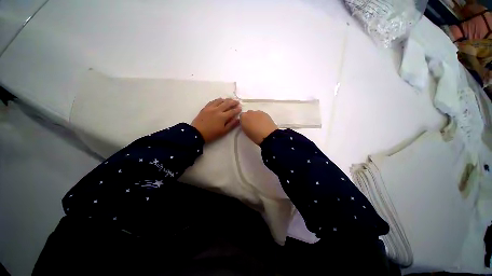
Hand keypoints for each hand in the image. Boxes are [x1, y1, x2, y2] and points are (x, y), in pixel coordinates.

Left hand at [191, 98, 241, 142]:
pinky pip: (212, 101)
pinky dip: (217, 100)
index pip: (232, 111)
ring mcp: (211, 108)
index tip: (240, 108)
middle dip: (233, 102)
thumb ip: (232, 124)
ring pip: (220, 101)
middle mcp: (217, 110)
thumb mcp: (223, 131)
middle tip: (237, 101)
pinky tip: (220, 100)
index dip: (237, 109)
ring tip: (230, 99)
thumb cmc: (212, 134)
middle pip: (227, 104)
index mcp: (223, 117)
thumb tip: (238, 119)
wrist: (197, 133)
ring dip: (226, 99)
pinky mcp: (205, 107)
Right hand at [240, 110, 277, 144]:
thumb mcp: (246, 132)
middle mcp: (250, 112)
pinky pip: (261, 114)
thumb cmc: (255, 136)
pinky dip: (261, 117)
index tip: (246, 125)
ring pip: (255, 113)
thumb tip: (246, 123)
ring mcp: (258, 112)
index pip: (241, 116)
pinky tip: (264, 123)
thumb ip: (244, 125)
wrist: (268, 135)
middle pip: (248, 113)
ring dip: (255, 117)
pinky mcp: (265, 113)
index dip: (243, 121)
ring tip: (259, 124)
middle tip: (252, 125)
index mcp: (243, 117)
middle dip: (249, 118)